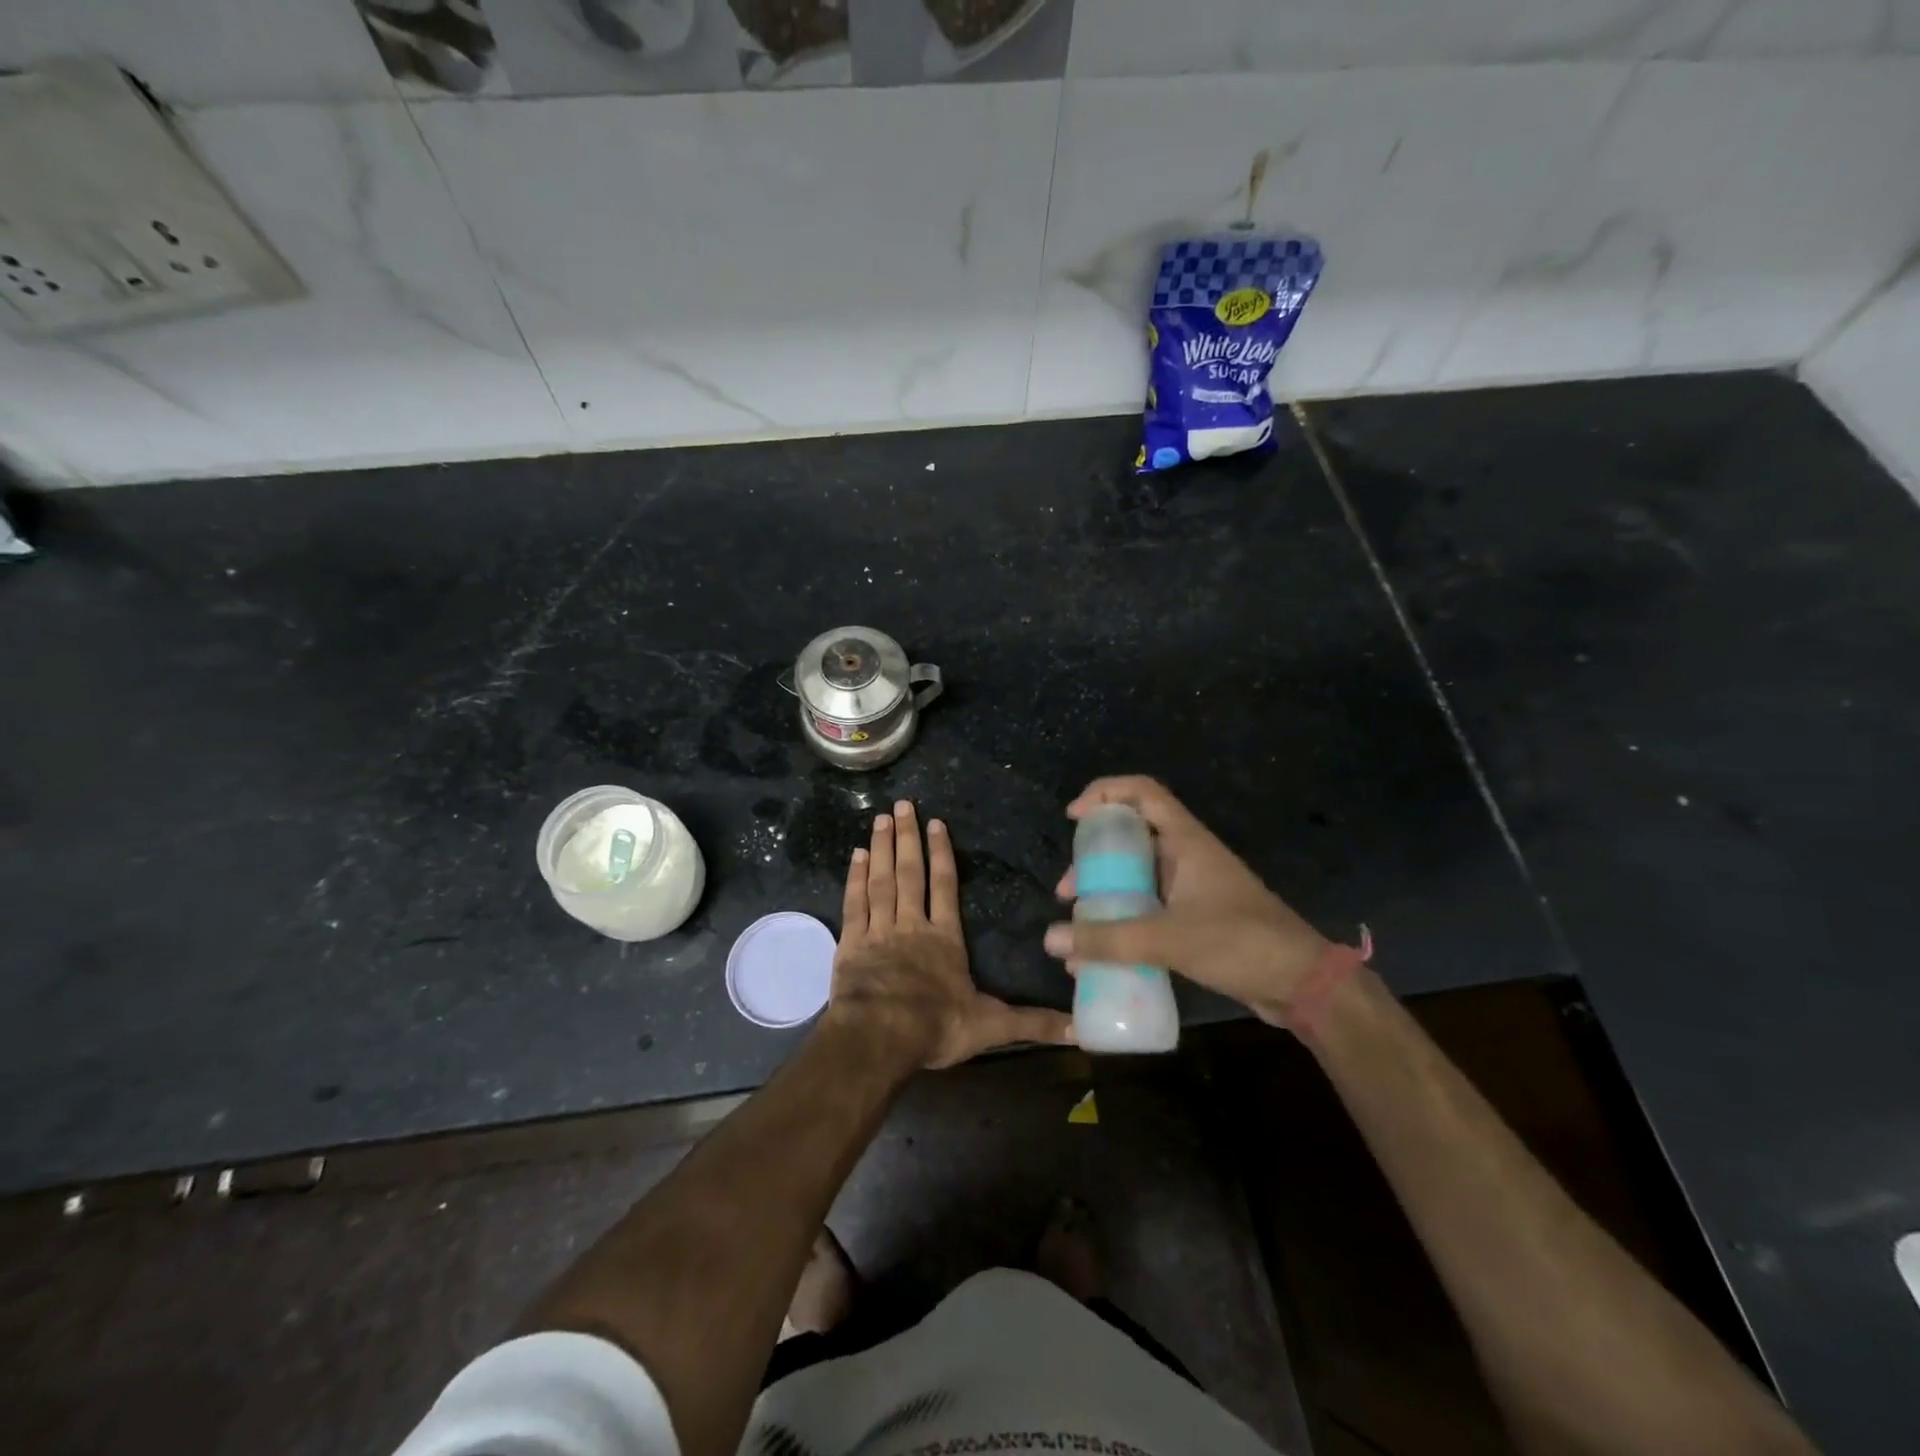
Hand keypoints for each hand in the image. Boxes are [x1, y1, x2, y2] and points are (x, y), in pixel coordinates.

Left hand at [828, 801, 1073, 1068]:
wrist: (880, 1036)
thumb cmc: (937, 1026)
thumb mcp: (992, 1026)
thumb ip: (1034, 1022)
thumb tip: (1081, 1030)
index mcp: (945, 938)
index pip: (945, 886)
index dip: (941, 854)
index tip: (935, 824)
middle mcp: (912, 925)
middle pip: (911, 873)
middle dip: (908, 838)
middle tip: (902, 804)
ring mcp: (879, 931)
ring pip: (881, 881)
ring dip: (881, 848)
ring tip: (880, 819)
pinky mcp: (852, 944)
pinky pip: (854, 903)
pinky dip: (854, 878)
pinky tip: (855, 855)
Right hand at [1043, 776, 1332, 1024]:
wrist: (1303, 984)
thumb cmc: (1240, 943)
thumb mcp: (1169, 938)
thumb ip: (1109, 939)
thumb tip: (1050, 939)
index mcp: (1186, 841)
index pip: (1142, 792)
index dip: (1104, 793)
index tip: (1073, 817)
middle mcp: (1186, 857)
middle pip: (1131, 838)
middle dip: (1093, 860)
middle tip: (1068, 891)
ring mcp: (1191, 889)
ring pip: (1137, 878)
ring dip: (1105, 896)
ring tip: (1078, 925)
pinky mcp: (1195, 920)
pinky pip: (1148, 910)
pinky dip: (1123, 923)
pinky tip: (1102, 953)